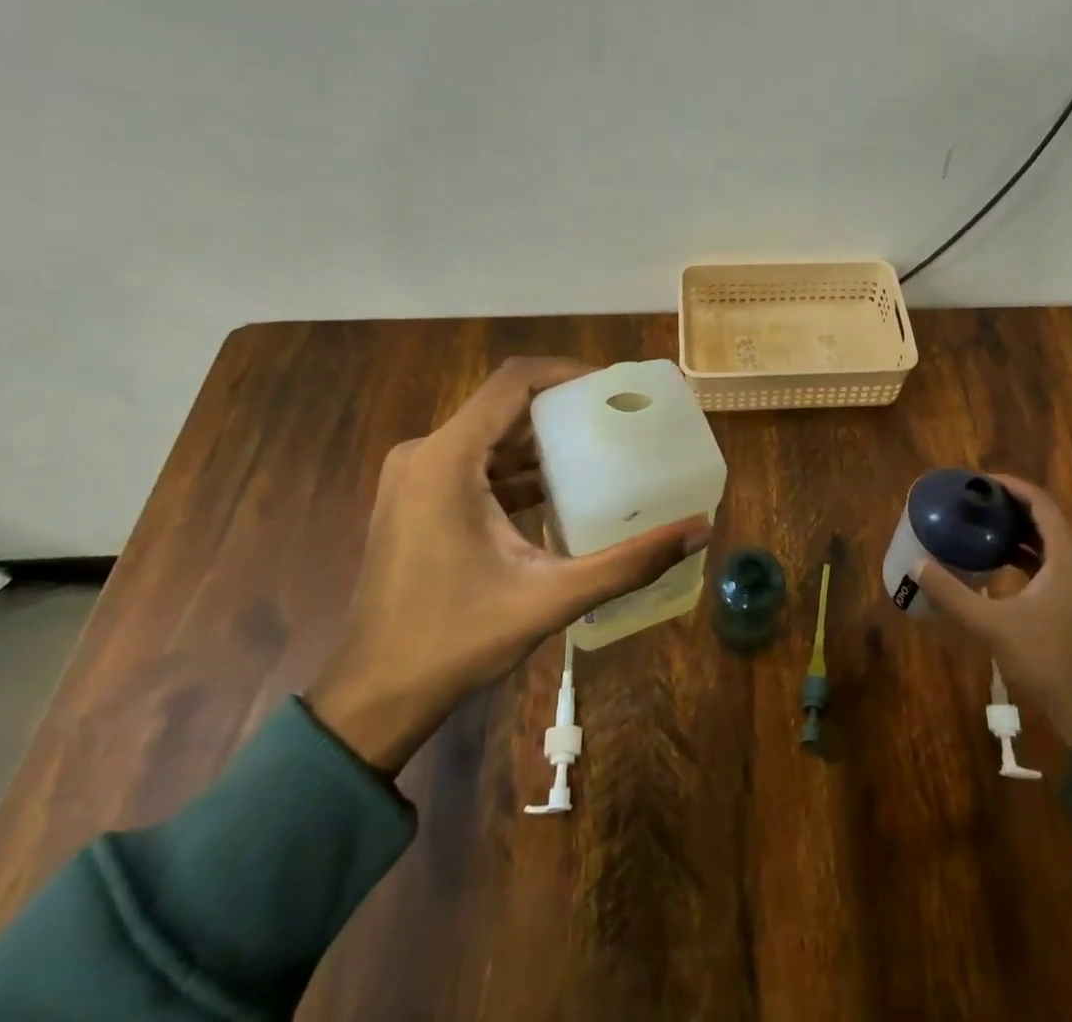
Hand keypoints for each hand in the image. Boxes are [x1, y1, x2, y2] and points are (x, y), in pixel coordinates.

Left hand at [307, 356, 710, 773]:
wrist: (372, 698)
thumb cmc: (455, 640)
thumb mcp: (550, 597)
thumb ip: (628, 562)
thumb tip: (699, 530)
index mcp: (448, 459)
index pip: (514, 382)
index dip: (567, 372)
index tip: (613, 386)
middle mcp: (425, 454)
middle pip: (504, 406)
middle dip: (563, 408)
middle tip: (617, 417)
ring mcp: (415, 477)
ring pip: (489, 435)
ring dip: (540, 440)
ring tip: (598, 447)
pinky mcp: (415, 500)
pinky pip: (473, 463)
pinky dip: (516, 468)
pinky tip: (559, 489)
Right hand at [913, 474, 1071, 747]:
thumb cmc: (1047, 661)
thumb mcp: (993, 626)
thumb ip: (953, 594)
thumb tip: (918, 565)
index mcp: (1068, 557)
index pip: (1041, 504)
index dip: (1012, 487)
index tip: (981, 482)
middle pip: (1047, 520)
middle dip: (1012, 508)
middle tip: (976, 504)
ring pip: (1052, 544)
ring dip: (1020, 533)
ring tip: (983, 529)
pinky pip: (1055, 565)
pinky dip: (1030, 557)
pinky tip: (1002, 568)